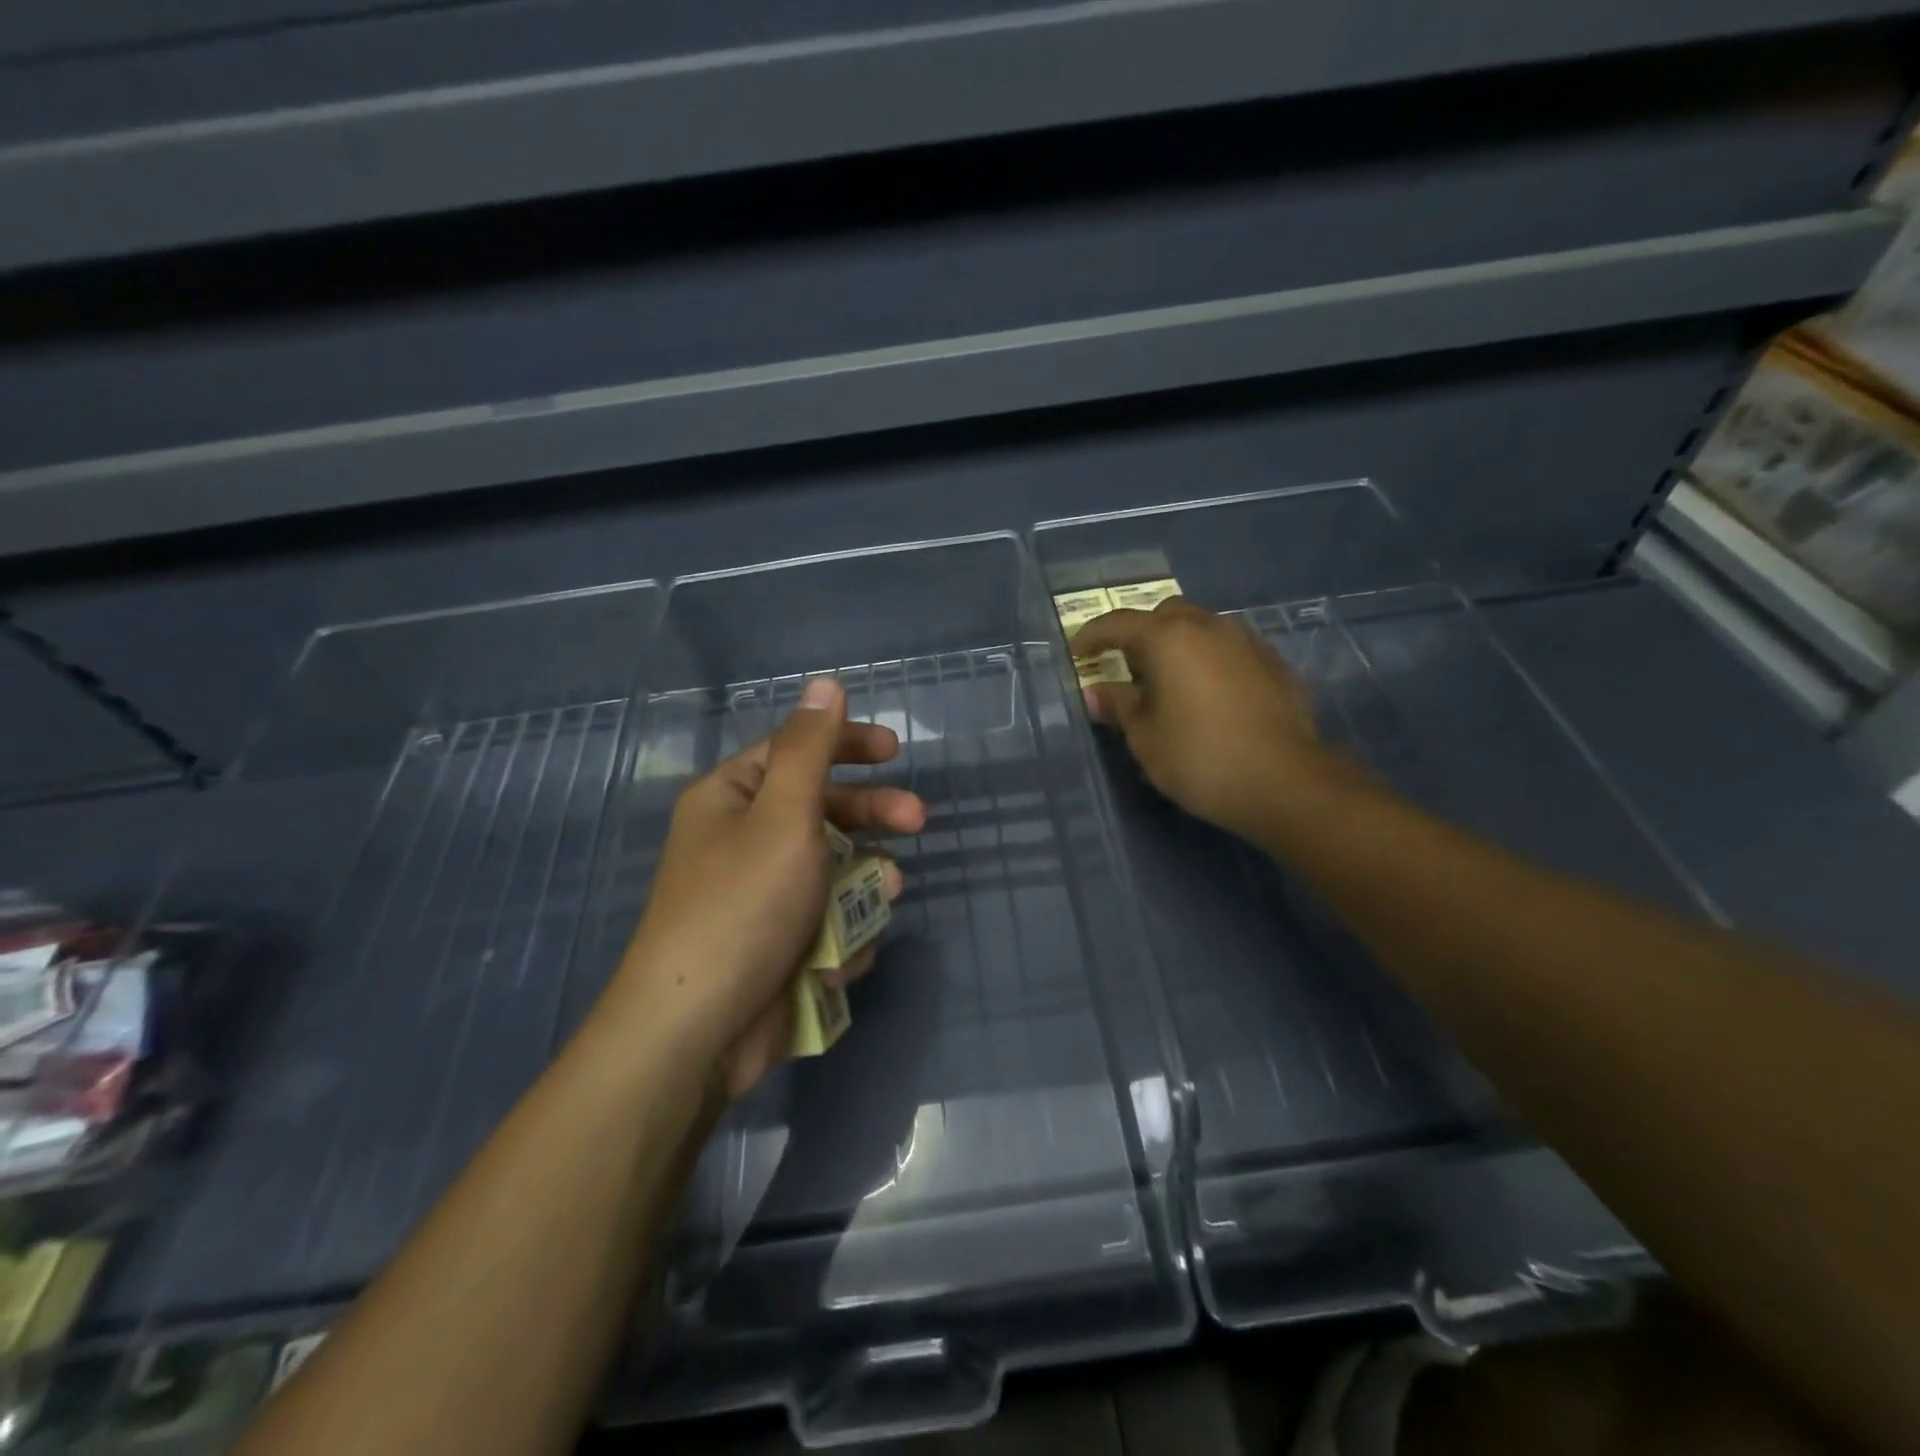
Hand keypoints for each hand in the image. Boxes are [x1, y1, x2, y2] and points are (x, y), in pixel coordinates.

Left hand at [607, 677, 925, 1099]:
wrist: (697, 1032)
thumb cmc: (742, 906)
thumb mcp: (783, 815)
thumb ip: (810, 748)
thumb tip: (825, 682)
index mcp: (733, 798)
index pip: (796, 751)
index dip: (848, 744)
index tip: (896, 750)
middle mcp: (743, 841)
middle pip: (824, 811)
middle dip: (872, 819)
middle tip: (917, 822)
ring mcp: (762, 898)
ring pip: (835, 873)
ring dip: (861, 887)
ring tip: (878, 902)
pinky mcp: (777, 946)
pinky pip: (826, 923)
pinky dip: (839, 937)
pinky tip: (832, 959)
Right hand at [1073, 597, 1336, 842]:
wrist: (1284, 781)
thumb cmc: (1199, 757)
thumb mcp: (1145, 736)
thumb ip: (1119, 706)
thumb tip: (1097, 693)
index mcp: (1169, 638)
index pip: (1118, 624)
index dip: (1092, 636)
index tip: (1076, 653)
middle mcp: (1208, 626)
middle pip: (1165, 614)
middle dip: (1141, 634)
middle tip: (1129, 668)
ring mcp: (1247, 641)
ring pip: (1202, 627)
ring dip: (1179, 645)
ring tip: (1170, 682)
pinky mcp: (1274, 663)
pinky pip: (1230, 648)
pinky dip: (1210, 660)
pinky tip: (1209, 695)